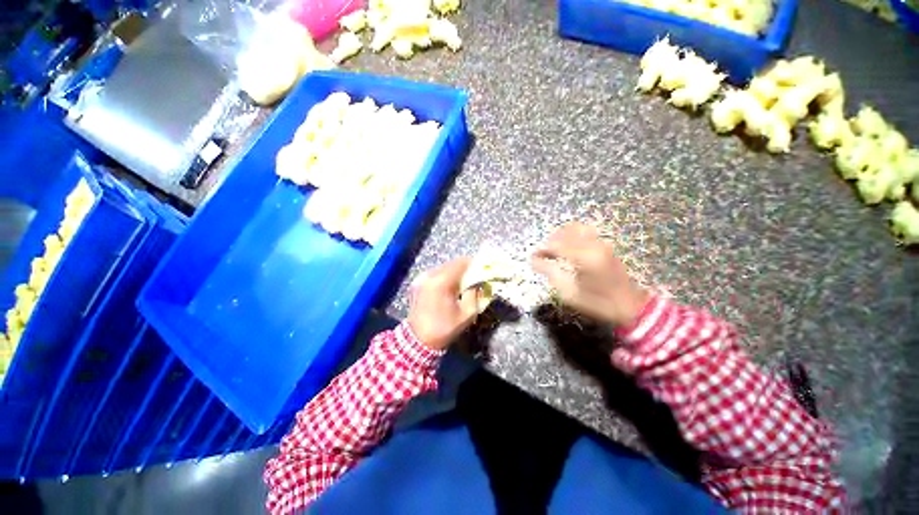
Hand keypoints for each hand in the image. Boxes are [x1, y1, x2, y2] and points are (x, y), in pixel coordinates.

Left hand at [407, 258, 480, 349]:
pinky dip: (444, 277)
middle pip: (452, 264)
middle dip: (465, 269)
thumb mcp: (467, 313)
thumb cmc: (444, 328)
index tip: (482, 270)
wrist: (418, 340)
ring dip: (454, 273)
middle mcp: (430, 275)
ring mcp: (422, 278)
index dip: (474, 264)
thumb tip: (477, 283)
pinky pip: (435, 274)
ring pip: (443, 268)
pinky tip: (448, 289)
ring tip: (461, 284)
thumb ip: (474, 294)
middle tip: (474, 278)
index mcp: (442, 281)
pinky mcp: (417, 283)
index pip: (461, 263)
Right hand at [532, 223, 649, 327]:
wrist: (631, 305)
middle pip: (564, 232)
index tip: (533, 258)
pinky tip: (568, 248)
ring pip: (574, 228)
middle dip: (550, 241)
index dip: (542, 249)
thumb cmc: (598, 303)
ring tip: (555, 250)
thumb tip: (534, 260)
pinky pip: (583, 231)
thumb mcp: (569, 293)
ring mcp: (601, 242)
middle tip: (543, 255)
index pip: (556, 244)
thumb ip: (550, 272)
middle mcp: (593, 245)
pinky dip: (571, 235)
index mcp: (584, 258)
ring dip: (561, 236)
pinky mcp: (604, 244)